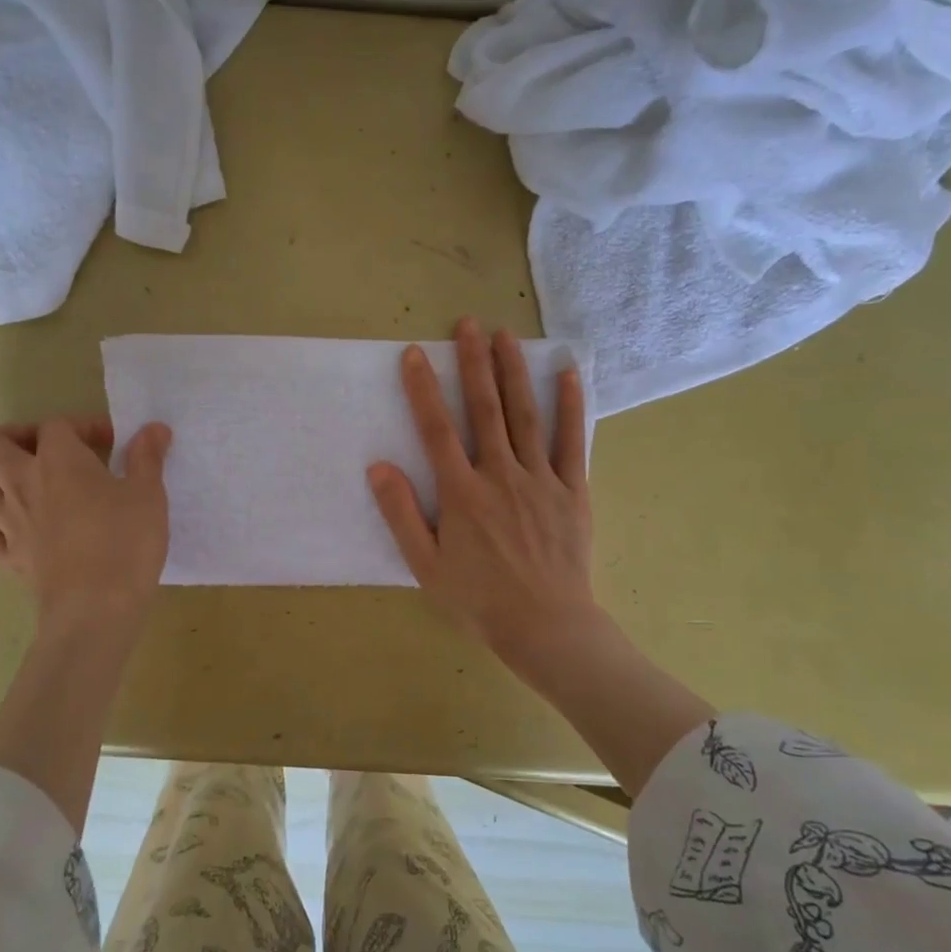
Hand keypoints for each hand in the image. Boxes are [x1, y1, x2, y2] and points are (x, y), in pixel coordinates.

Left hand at [0, 416, 172, 636]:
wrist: (97, 608)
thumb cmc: (127, 542)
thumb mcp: (149, 494)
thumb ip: (147, 457)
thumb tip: (154, 428)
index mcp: (59, 460)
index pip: (56, 425)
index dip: (83, 426)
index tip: (112, 443)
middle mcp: (22, 483)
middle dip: (13, 438)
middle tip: (47, 452)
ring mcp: (7, 522)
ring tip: (22, 485)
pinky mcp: (5, 558)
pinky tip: (14, 532)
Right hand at [369, 318, 603, 664]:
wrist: (546, 627)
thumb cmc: (479, 600)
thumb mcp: (425, 566)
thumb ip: (401, 514)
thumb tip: (378, 467)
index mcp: (462, 492)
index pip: (437, 429)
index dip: (422, 389)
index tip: (414, 354)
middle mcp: (500, 475)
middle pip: (484, 409)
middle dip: (474, 363)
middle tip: (468, 324)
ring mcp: (540, 479)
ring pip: (525, 415)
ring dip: (514, 372)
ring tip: (506, 335)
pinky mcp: (572, 490)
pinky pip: (571, 441)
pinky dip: (570, 406)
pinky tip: (567, 375)